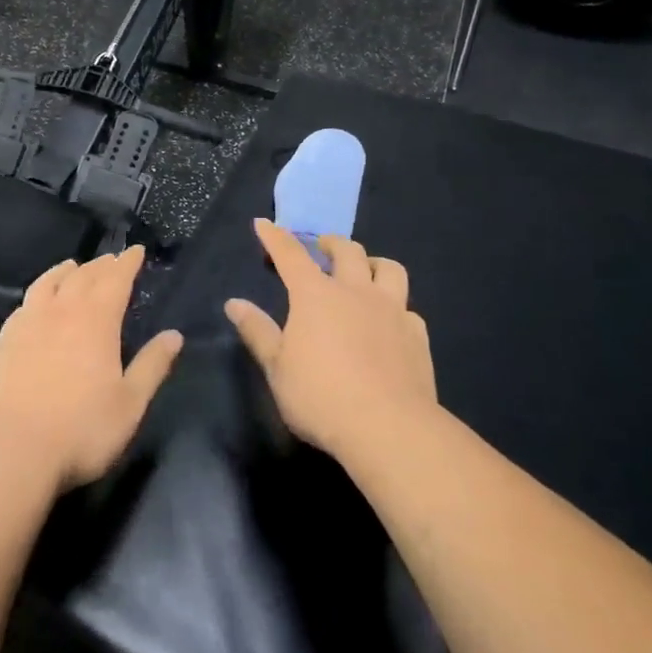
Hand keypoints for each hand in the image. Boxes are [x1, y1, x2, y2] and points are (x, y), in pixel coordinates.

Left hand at [0, 247, 183, 495]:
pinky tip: (39, 300)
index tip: (136, 250)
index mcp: (97, 320)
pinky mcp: (5, 339)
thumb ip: (153, 365)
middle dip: (102, 265)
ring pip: (50, 282)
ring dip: (67, 270)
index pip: (116, 280)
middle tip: (113, 259)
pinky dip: (39, 291)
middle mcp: (62, 311)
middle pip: (84, 276)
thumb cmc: (81, 429)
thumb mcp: (130, 403)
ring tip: (75, 266)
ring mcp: (29, 322)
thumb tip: (175, 335)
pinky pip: (26, 302)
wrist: (12, 449)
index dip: (128, 263)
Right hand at [226, 220, 438, 460]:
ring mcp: (392, 311)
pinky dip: (395, 306)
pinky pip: (408, 308)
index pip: (291, 255)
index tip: (264, 224)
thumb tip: (234, 303)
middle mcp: (356, 292)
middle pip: (347, 251)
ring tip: (364, 272)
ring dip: (372, 264)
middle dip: (330, 243)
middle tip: (321, 248)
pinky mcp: (417, 336)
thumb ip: (257, 331)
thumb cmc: (320, 397)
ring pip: (389, 269)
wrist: (388, 428)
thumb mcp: (277, 367)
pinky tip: (389, 322)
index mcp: (315, 296)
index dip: (275, 237)